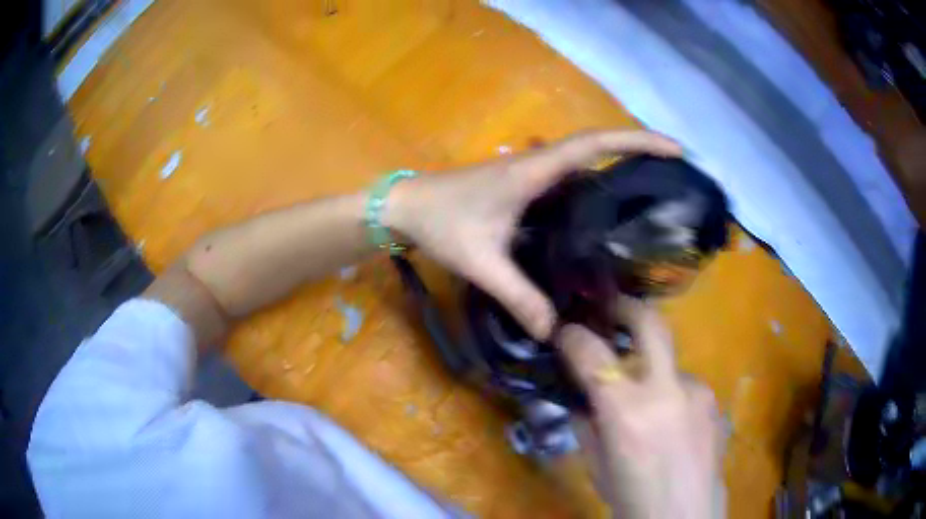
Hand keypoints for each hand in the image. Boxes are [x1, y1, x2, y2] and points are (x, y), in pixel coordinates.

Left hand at [384, 130, 681, 338]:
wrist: (404, 207)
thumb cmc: (439, 223)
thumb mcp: (481, 262)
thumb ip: (519, 297)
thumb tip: (554, 332)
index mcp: (533, 172)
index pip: (594, 145)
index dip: (637, 141)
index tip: (674, 149)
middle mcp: (538, 165)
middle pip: (597, 148)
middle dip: (638, 151)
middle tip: (673, 173)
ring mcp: (530, 175)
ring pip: (583, 165)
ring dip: (617, 169)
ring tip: (651, 193)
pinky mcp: (522, 187)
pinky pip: (567, 183)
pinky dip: (592, 190)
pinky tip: (604, 218)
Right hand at [557, 299, 724, 517]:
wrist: (685, 516)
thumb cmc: (631, 498)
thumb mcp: (596, 464)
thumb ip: (588, 422)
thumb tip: (585, 393)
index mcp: (627, 411)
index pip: (592, 354)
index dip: (573, 336)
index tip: (565, 331)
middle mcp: (667, 390)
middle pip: (650, 324)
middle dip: (627, 308)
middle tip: (613, 308)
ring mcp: (698, 391)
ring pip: (669, 363)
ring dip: (654, 373)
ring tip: (650, 407)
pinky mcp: (714, 399)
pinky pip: (685, 386)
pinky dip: (672, 396)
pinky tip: (673, 425)